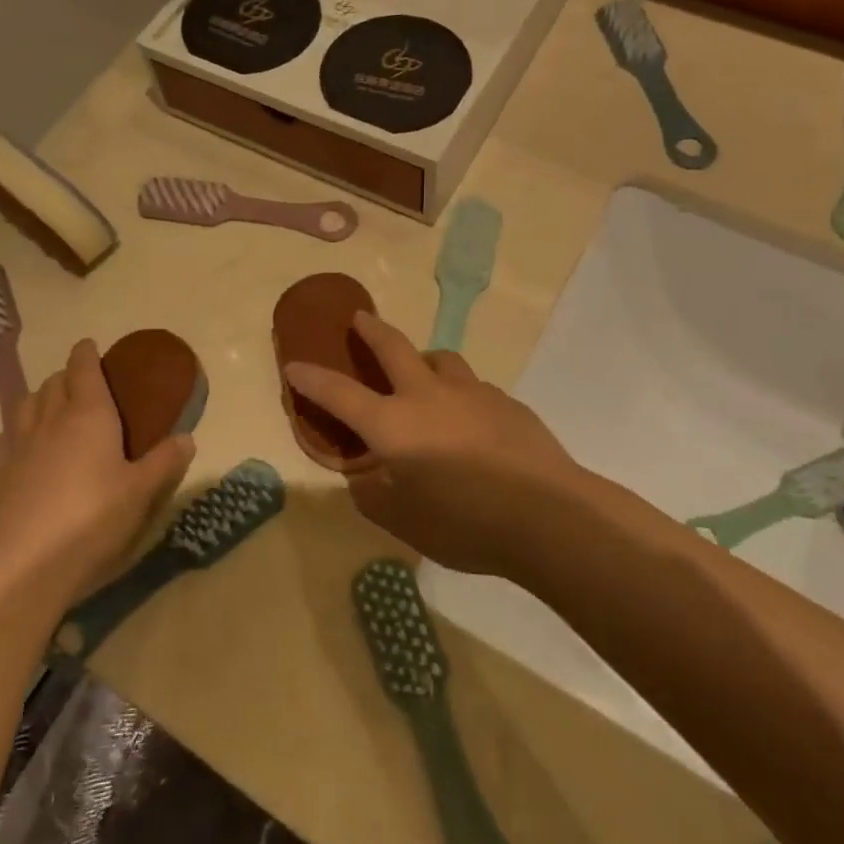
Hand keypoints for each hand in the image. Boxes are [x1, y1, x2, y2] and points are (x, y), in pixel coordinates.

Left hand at [0, 339, 194, 604]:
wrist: (31, 564)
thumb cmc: (95, 518)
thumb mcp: (143, 491)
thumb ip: (166, 461)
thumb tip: (186, 438)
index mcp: (89, 415)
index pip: (83, 368)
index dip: (87, 353)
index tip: (90, 346)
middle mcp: (50, 421)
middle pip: (53, 383)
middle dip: (67, 375)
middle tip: (83, 383)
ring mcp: (18, 446)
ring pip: (25, 404)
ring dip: (40, 397)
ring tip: (52, 407)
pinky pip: (4, 439)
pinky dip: (16, 432)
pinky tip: (23, 447)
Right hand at [283, 312, 588, 575]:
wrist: (550, 517)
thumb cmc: (465, 524)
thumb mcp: (403, 522)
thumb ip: (374, 496)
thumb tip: (367, 478)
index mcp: (394, 425)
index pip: (340, 394)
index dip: (312, 378)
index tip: (294, 363)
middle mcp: (429, 396)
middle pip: (394, 346)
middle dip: (371, 330)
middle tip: (360, 319)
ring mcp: (473, 393)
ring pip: (441, 359)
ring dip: (423, 359)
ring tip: (423, 373)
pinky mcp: (508, 403)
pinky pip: (474, 388)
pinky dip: (461, 394)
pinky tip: (471, 422)